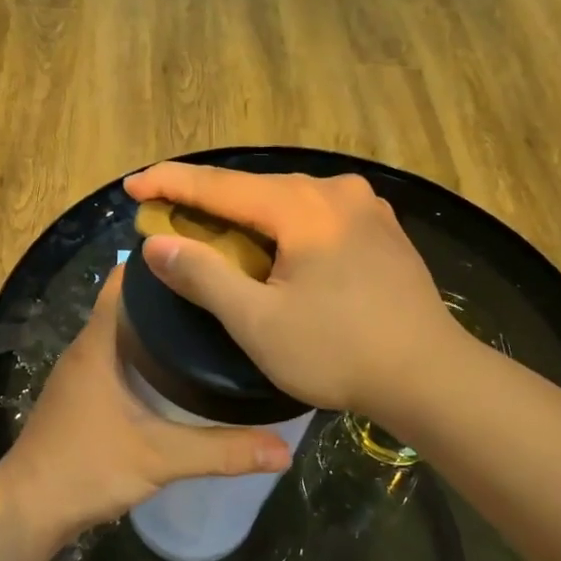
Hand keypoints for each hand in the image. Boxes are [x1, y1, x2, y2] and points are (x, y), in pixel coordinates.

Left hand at [0, 266, 293, 547]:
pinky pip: (121, 361)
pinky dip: (150, 358)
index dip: (164, 264)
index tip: (210, 259)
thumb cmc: (86, 468)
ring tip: (214, 327)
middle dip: (175, 297)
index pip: (127, 280)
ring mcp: (82, 375)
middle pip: (132, 304)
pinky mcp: (84, 399)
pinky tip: (182, 373)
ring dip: (162, 329)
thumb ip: (222, 451)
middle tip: (226, 295)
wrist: (26, 511)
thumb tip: (284, 449)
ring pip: (127, 334)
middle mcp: (88, 349)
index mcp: (99, 343)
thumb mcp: (160, 458)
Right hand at [124, 162, 454, 417]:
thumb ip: (203, 276)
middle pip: (255, 190)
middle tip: (166, 217)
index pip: (220, 186)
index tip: (132, 184)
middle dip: (207, 204)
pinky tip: (273, 250)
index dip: (170, 183)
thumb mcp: (258, 322)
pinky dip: (282, 229)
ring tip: (213, 236)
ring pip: (287, 203)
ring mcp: (366, 208)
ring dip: (246, 219)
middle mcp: (336, 191)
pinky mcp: (382, 231)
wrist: (429, 376)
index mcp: (303, 206)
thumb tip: (156, 243)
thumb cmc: (338, 351)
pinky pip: (316, 218)